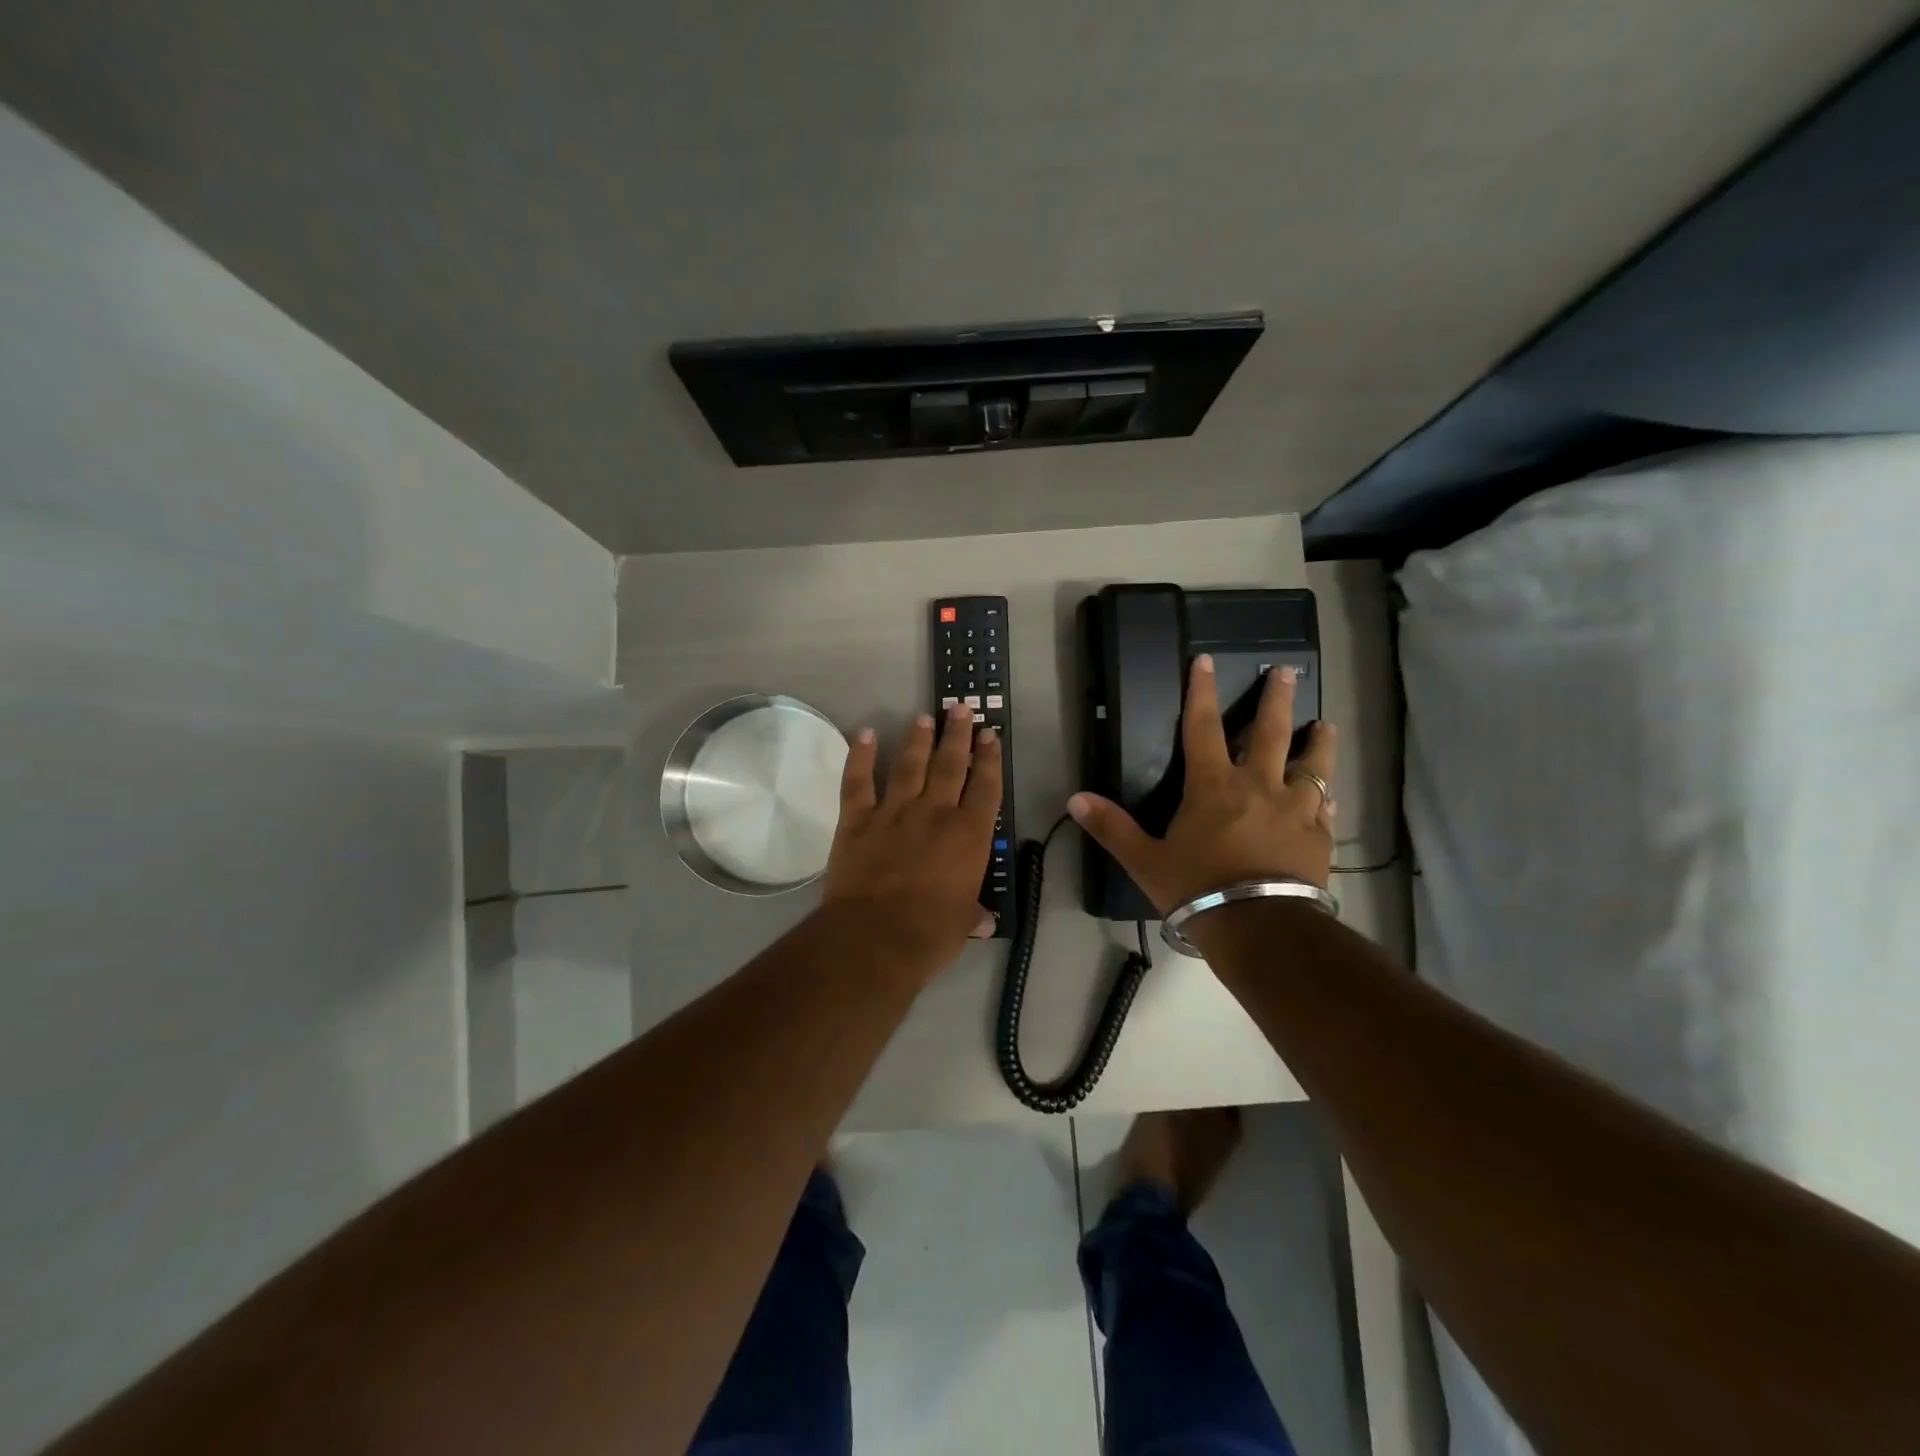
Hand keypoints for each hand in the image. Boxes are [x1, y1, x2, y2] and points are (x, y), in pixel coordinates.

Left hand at [821, 702, 1002, 979]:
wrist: (874, 937)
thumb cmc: (929, 934)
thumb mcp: (963, 924)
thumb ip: (972, 913)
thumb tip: (983, 921)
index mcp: (968, 835)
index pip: (985, 786)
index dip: (990, 758)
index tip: (990, 735)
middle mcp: (935, 813)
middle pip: (950, 764)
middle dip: (957, 734)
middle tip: (960, 708)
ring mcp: (894, 812)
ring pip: (909, 765)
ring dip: (917, 739)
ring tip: (924, 718)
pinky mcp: (857, 820)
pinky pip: (858, 781)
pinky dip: (861, 756)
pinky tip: (866, 734)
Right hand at [1067, 655, 1336, 914]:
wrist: (1260, 927)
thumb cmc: (1198, 889)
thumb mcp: (1145, 860)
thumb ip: (1112, 827)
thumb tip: (1075, 798)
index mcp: (1213, 785)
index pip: (1203, 726)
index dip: (1201, 691)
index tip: (1207, 660)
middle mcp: (1258, 786)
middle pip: (1270, 732)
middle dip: (1277, 699)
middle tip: (1289, 671)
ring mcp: (1294, 809)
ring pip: (1312, 765)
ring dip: (1318, 742)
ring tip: (1326, 725)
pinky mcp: (1318, 836)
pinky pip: (1325, 807)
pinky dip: (1325, 797)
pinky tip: (1330, 795)